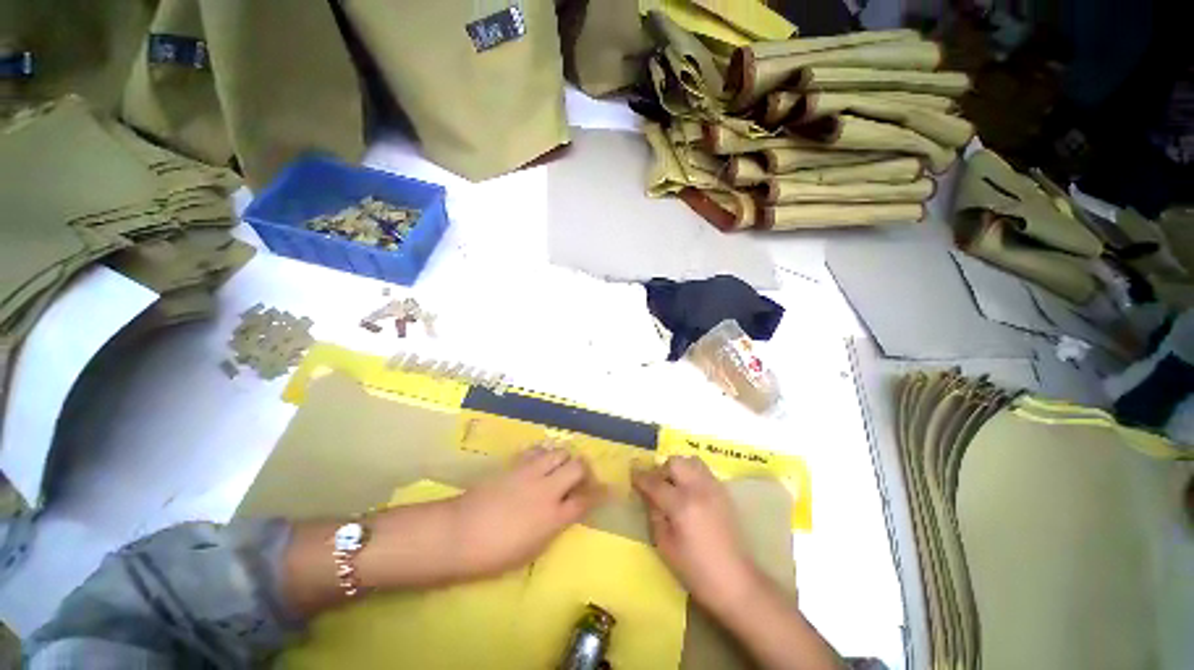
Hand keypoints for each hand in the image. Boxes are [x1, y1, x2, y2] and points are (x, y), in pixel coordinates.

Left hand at [449, 446, 604, 578]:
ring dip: (565, 458)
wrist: (459, 534)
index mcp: (553, 517)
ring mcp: (531, 473)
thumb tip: (566, 511)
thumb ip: (554, 526)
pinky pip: (537, 450)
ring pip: (559, 452)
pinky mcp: (515, 465)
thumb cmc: (495, 554)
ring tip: (560, 466)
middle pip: (578, 467)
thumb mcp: (532, 549)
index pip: (586, 500)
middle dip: (584, 469)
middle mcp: (547, 490)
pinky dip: (544, 453)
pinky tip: (540, 460)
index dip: (600, 493)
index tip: (608, 490)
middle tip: (581, 476)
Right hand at [632, 456, 762, 615]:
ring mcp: (713, 488)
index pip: (655, 482)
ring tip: (675, 486)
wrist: (735, 581)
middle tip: (658, 485)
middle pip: (675, 462)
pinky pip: (704, 470)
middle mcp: (698, 489)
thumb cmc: (695, 570)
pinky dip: (692, 473)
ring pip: (691, 461)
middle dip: (662, 469)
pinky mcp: (724, 492)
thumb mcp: (665, 545)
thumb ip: (654, 514)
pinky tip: (690, 492)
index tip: (632, 474)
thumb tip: (647, 494)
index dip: (640, 476)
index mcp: (681, 505)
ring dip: (679, 468)